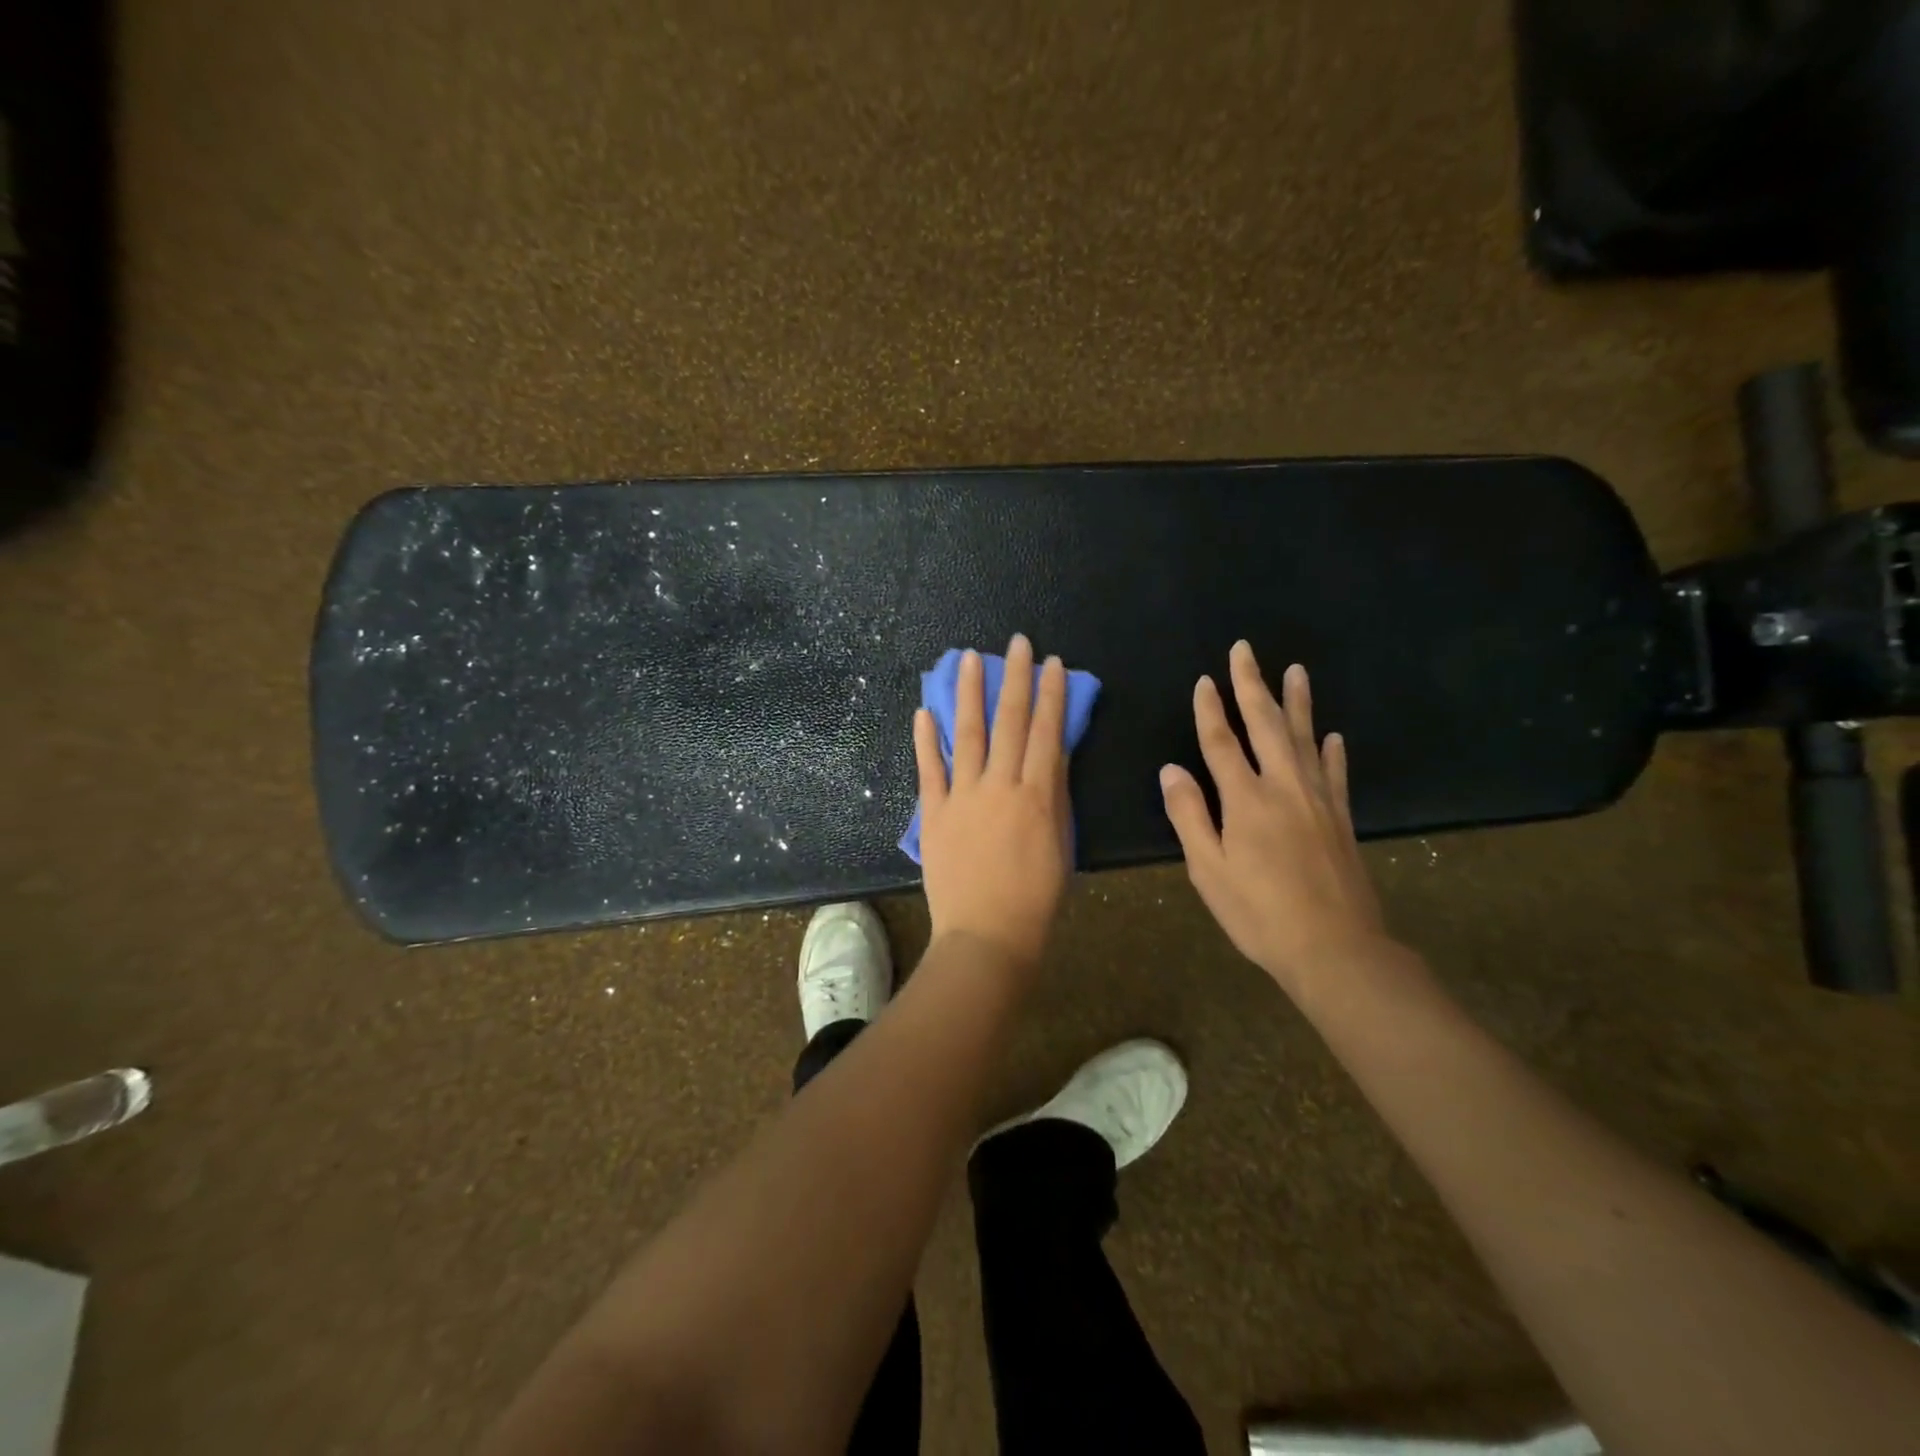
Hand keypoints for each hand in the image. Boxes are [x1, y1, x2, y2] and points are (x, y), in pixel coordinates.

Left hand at [914, 635, 1072, 970]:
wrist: (987, 935)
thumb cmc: (1035, 899)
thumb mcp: (1060, 845)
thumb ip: (1054, 796)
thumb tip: (1051, 754)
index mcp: (1037, 794)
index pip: (1046, 731)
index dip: (1050, 694)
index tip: (1052, 663)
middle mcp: (1000, 785)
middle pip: (1009, 721)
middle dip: (1016, 678)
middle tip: (1017, 643)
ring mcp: (963, 796)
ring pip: (968, 733)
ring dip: (970, 693)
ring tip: (969, 658)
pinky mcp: (935, 812)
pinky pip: (929, 769)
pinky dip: (925, 739)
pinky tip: (924, 710)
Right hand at [1160, 641, 1392, 996]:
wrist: (1335, 949)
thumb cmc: (1259, 913)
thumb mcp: (1208, 870)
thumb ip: (1189, 815)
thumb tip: (1170, 770)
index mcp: (1245, 799)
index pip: (1221, 742)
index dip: (1210, 710)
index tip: (1205, 680)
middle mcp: (1284, 787)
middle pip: (1265, 725)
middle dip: (1252, 685)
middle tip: (1246, 650)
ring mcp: (1318, 800)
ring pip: (1304, 738)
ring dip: (1297, 703)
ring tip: (1295, 671)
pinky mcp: (1341, 819)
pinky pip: (1335, 773)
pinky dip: (1331, 751)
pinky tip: (1332, 735)